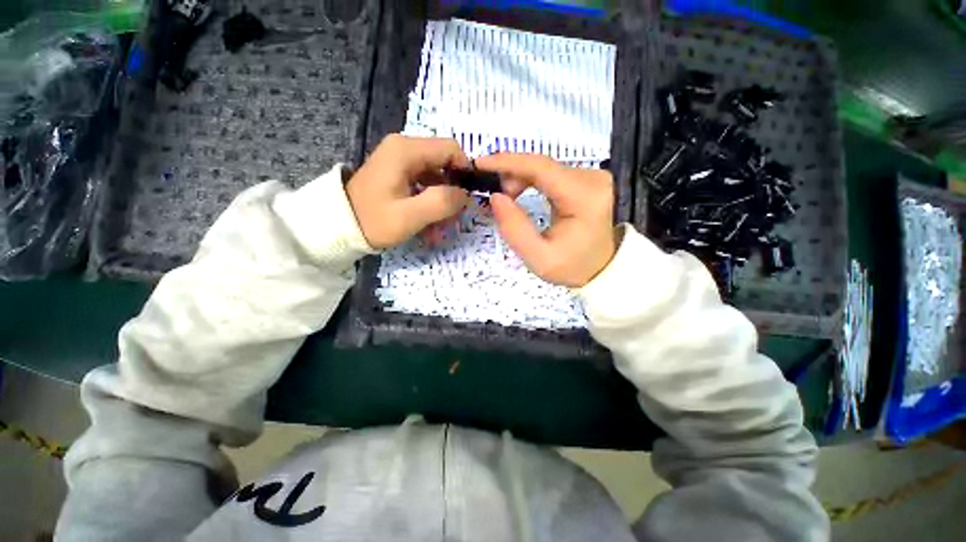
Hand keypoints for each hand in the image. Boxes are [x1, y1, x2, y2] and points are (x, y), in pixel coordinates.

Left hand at [346, 135, 470, 248]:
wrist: (338, 226)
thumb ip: (441, 202)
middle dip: (453, 192)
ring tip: (439, 227)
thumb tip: (464, 194)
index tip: (467, 198)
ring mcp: (400, 159)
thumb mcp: (409, 216)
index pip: (451, 149)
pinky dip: (430, 201)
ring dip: (442, 201)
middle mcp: (404, 148)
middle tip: (452, 218)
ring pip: (436, 176)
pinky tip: (428, 222)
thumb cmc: (373, 220)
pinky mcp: (398, 172)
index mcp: (407, 150)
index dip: (465, 171)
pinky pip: (425, 183)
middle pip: (444, 163)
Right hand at [476, 153, 616, 287]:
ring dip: (519, 177)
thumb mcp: (538, 258)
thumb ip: (515, 229)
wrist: (600, 268)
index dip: (508, 162)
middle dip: (511, 173)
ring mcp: (591, 176)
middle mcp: (592, 179)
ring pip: (544, 167)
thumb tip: (495, 196)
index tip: (480, 164)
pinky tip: (518, 191)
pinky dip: (529, 179)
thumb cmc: (571, 266)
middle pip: (542, 165)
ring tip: (506, 197)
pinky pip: (550, 172)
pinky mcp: (586, 179)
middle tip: (493, 193)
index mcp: (584, 198)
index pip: (541, 168)